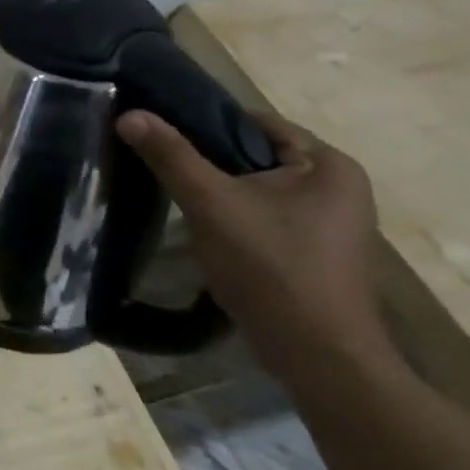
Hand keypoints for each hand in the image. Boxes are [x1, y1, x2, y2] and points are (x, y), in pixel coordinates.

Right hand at [116, 108, 395, 379]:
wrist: (317, 354)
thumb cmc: (271, 266)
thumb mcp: (211, 204)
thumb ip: (171, 156)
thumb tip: (130, 114)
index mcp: (329, 165)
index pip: (256, 123)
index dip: (205, 123)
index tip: (160, 133)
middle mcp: (339, 188)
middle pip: (256, 156)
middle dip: (209, 162)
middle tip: (161, 166)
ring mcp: (331, 223)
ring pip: (258, 190)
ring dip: (220, 192)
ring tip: (178, 199)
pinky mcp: (317, 252)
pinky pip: (266, 217)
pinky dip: (235, 218)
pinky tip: (206, 232)